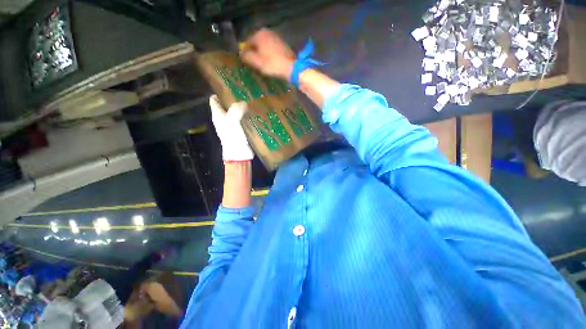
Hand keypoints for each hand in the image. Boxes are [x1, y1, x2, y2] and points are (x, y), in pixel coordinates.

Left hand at [210, 95, 253, 161]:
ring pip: (236, 111)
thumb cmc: (233, 137)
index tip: (230, 86)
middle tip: (244, 91)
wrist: (240, 154)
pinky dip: (247, 115)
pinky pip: (243, 119)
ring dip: (242, 106)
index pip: (214, 99)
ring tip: (251, 99)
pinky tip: (255, 111)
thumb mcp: (232, 122)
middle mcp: (224, 118)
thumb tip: (244, 103)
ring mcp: (233, 124)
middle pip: (226, 104)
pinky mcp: (241, 129)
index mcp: (217, 115)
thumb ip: (236, 110)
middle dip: (233, 98)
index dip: (219, 92)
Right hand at [240, 28, 295, 79]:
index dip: (245, 53)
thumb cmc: (272, 64)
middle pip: (256, 43)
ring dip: (261, 53)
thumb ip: (247, 56)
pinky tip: (269, 61)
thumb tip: (241, 53)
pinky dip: (268, 53)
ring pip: (264, 45)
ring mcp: (276, 36)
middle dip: (254, 52)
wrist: (291, 67)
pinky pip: (271, 47)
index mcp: (259, 34)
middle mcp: (267, 32)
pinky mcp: (282, 43)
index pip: (247, 42)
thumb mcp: (257, 62)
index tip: (245, 62)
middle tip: (253, 63)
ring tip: (261, 63)